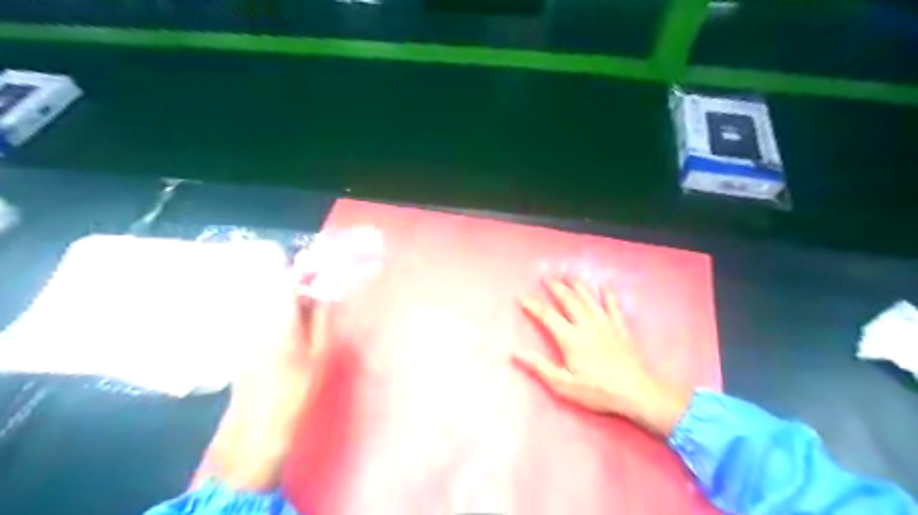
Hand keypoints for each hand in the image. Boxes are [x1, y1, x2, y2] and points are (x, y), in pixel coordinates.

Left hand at [201, 290, 329, 490]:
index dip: (303, 271)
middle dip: (302, 286)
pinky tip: (298, 333)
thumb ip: (321, 319)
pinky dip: (283, 317)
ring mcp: (247, 332)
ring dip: (293, 302)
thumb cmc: (294, 393)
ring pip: (271, 304)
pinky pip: (265, 318)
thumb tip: (327, 294)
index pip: (284, 279)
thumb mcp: (318, 355)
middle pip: (276, 290)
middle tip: (324, 296)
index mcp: (277, 320)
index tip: (322, 272)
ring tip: (314, 316)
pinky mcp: (244, 345)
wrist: (255, 430)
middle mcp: (257, 320)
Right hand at [516, 281, 688, 436]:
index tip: (521, 296)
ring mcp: (606, 323)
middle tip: (546, 277)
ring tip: (567, 275)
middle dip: (555, 287)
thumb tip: (515, 352)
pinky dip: (608, 293)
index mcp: (570, 338)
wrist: (636, 392)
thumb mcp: (564, 384)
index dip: (532, 305)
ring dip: (576, 284)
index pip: (547, 316)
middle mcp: (586, 324)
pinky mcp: (621, 327)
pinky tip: (604, 284)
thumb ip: (540, 366)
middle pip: (568, 299)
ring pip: (588, 297)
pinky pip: (613, 304)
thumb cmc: (598, 391)